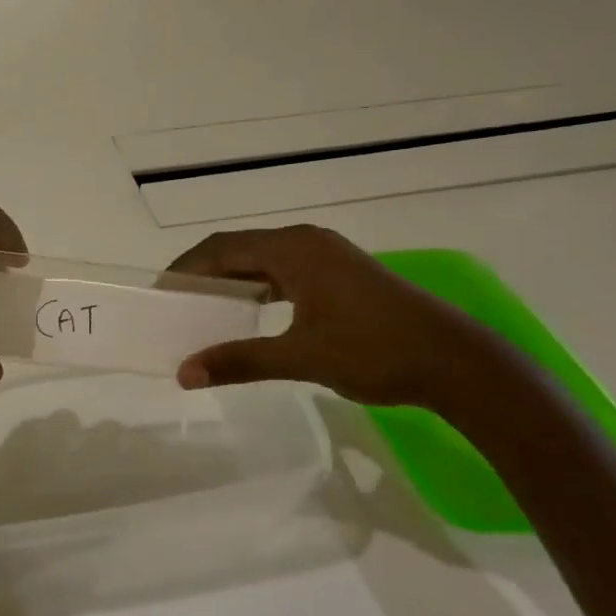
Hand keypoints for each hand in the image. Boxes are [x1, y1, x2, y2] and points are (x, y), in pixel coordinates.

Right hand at [167, 225, 493, 407]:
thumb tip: (183, 373)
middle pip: (239, 250)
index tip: (160, 293)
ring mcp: (326, 255)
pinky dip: (258, 288)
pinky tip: (250, 313)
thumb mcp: (301, 357)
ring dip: (232, 281)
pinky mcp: (341, 273)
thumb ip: (239, 361)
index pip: (221, 248)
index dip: (186, 268)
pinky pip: (284, 271)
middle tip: (176, 304)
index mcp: (293, 249)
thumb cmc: (375, 351)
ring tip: (204, 309)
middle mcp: (306, 241)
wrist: (456, 362)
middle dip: (204, 274)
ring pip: (262, 261)